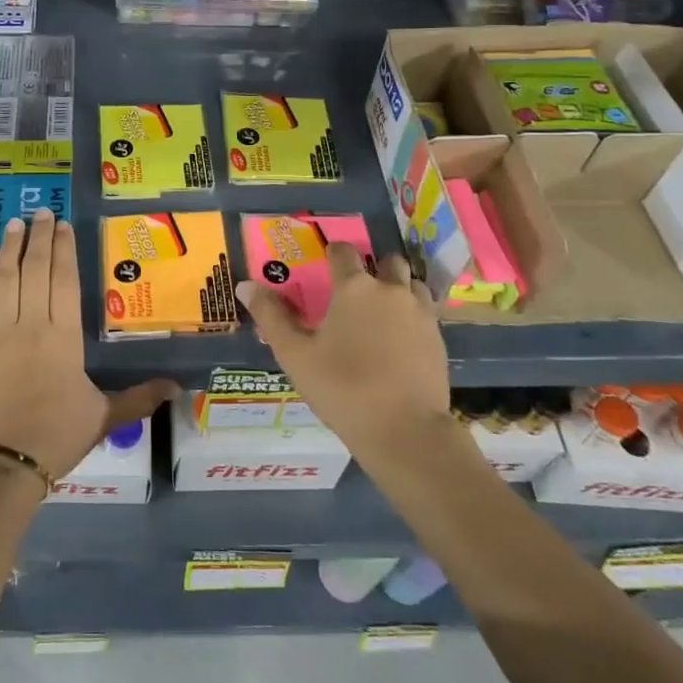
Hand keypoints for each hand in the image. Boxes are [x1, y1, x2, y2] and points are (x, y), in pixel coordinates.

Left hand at [0, 208, 177, 481]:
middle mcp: (31, 324)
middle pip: (35, 269)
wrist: (0, 464)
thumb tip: (179, 387)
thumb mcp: (103, 417)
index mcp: (64, 337)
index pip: (64, 280)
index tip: (63, 226)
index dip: (63, 249)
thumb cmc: (55, 437)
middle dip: (39, 237)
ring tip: (16, 223)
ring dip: (11, 247)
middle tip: (41, 212)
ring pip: (5, 277)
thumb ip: (139, 398)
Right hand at [237, 245, 448, 451]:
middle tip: (356, 292)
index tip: (324, 265)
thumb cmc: (342, 388)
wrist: (405, 431)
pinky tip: (400, 340)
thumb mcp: (295, 354)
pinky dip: (413, 316)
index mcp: (354, 287)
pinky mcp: (438, 339)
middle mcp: (391, 290)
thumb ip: (271, 316)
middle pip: (387, 261)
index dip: (332, 253)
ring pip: (412, 284)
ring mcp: (420, 313)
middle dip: (373, 268)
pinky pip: (426, 312)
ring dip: (398, 289)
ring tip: (382, 313)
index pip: (343, 251)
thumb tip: (244, 285)